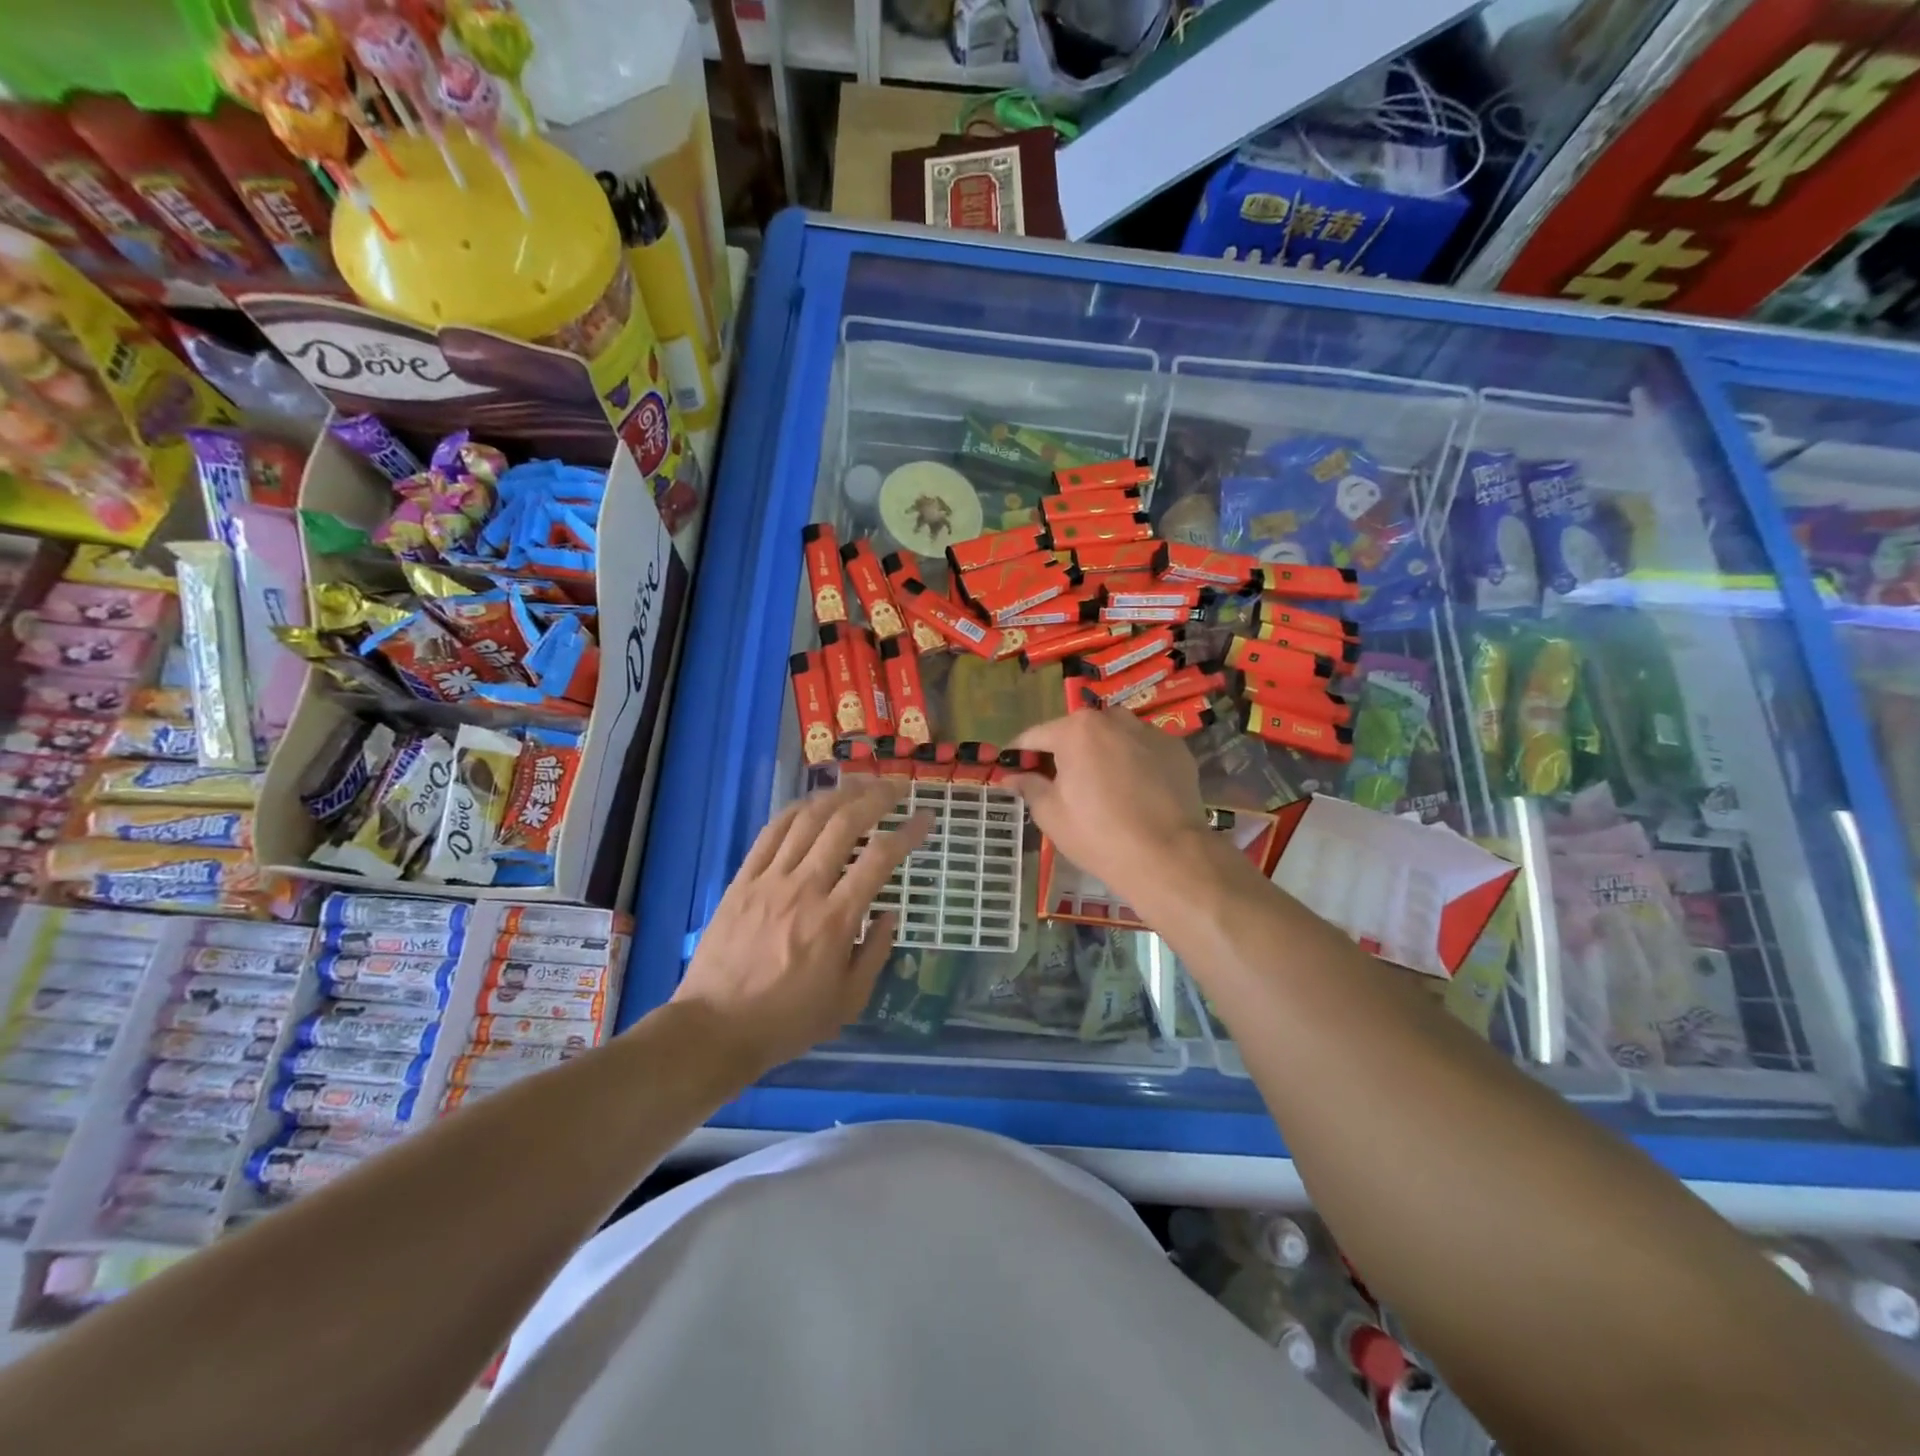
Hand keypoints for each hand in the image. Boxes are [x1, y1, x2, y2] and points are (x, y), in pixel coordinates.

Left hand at [673, 780, 930, 1074]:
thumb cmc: (786, 1022)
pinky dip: (797, 809)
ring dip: (838, 794)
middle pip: (844, 824)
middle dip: (876, 797)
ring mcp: (769, 880)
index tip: (926, 818)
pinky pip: (771, 832)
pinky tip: (814, 802)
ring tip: (861, 784)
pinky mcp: (742, 880)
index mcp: (835, 920)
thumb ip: (875, 953)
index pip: (879, 859)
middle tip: (897, 787)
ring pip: (807, 819)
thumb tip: (890, 913)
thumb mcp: (847, 1002)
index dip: (907, 832)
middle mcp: (804, 889)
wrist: (714, 1029)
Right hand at [1005, 708, 1211, 905]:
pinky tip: (1135, 793)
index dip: (1020, 754)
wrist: (1167, 856)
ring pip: (1113, 737)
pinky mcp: (1176, 750)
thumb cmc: (1098, 834)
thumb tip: (1011, 776)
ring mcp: (1149, 732)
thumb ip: (1029, 786)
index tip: (1011, 769)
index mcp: (1076, 730)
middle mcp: (1113, 719)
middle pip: (1077, 732)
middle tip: (1059, 785)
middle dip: (1064, 753)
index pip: (1035, 736)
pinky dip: (1133, 763)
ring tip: (1101, 788)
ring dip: (1101, 754)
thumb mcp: (1051, 814)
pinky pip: (1143, 750)